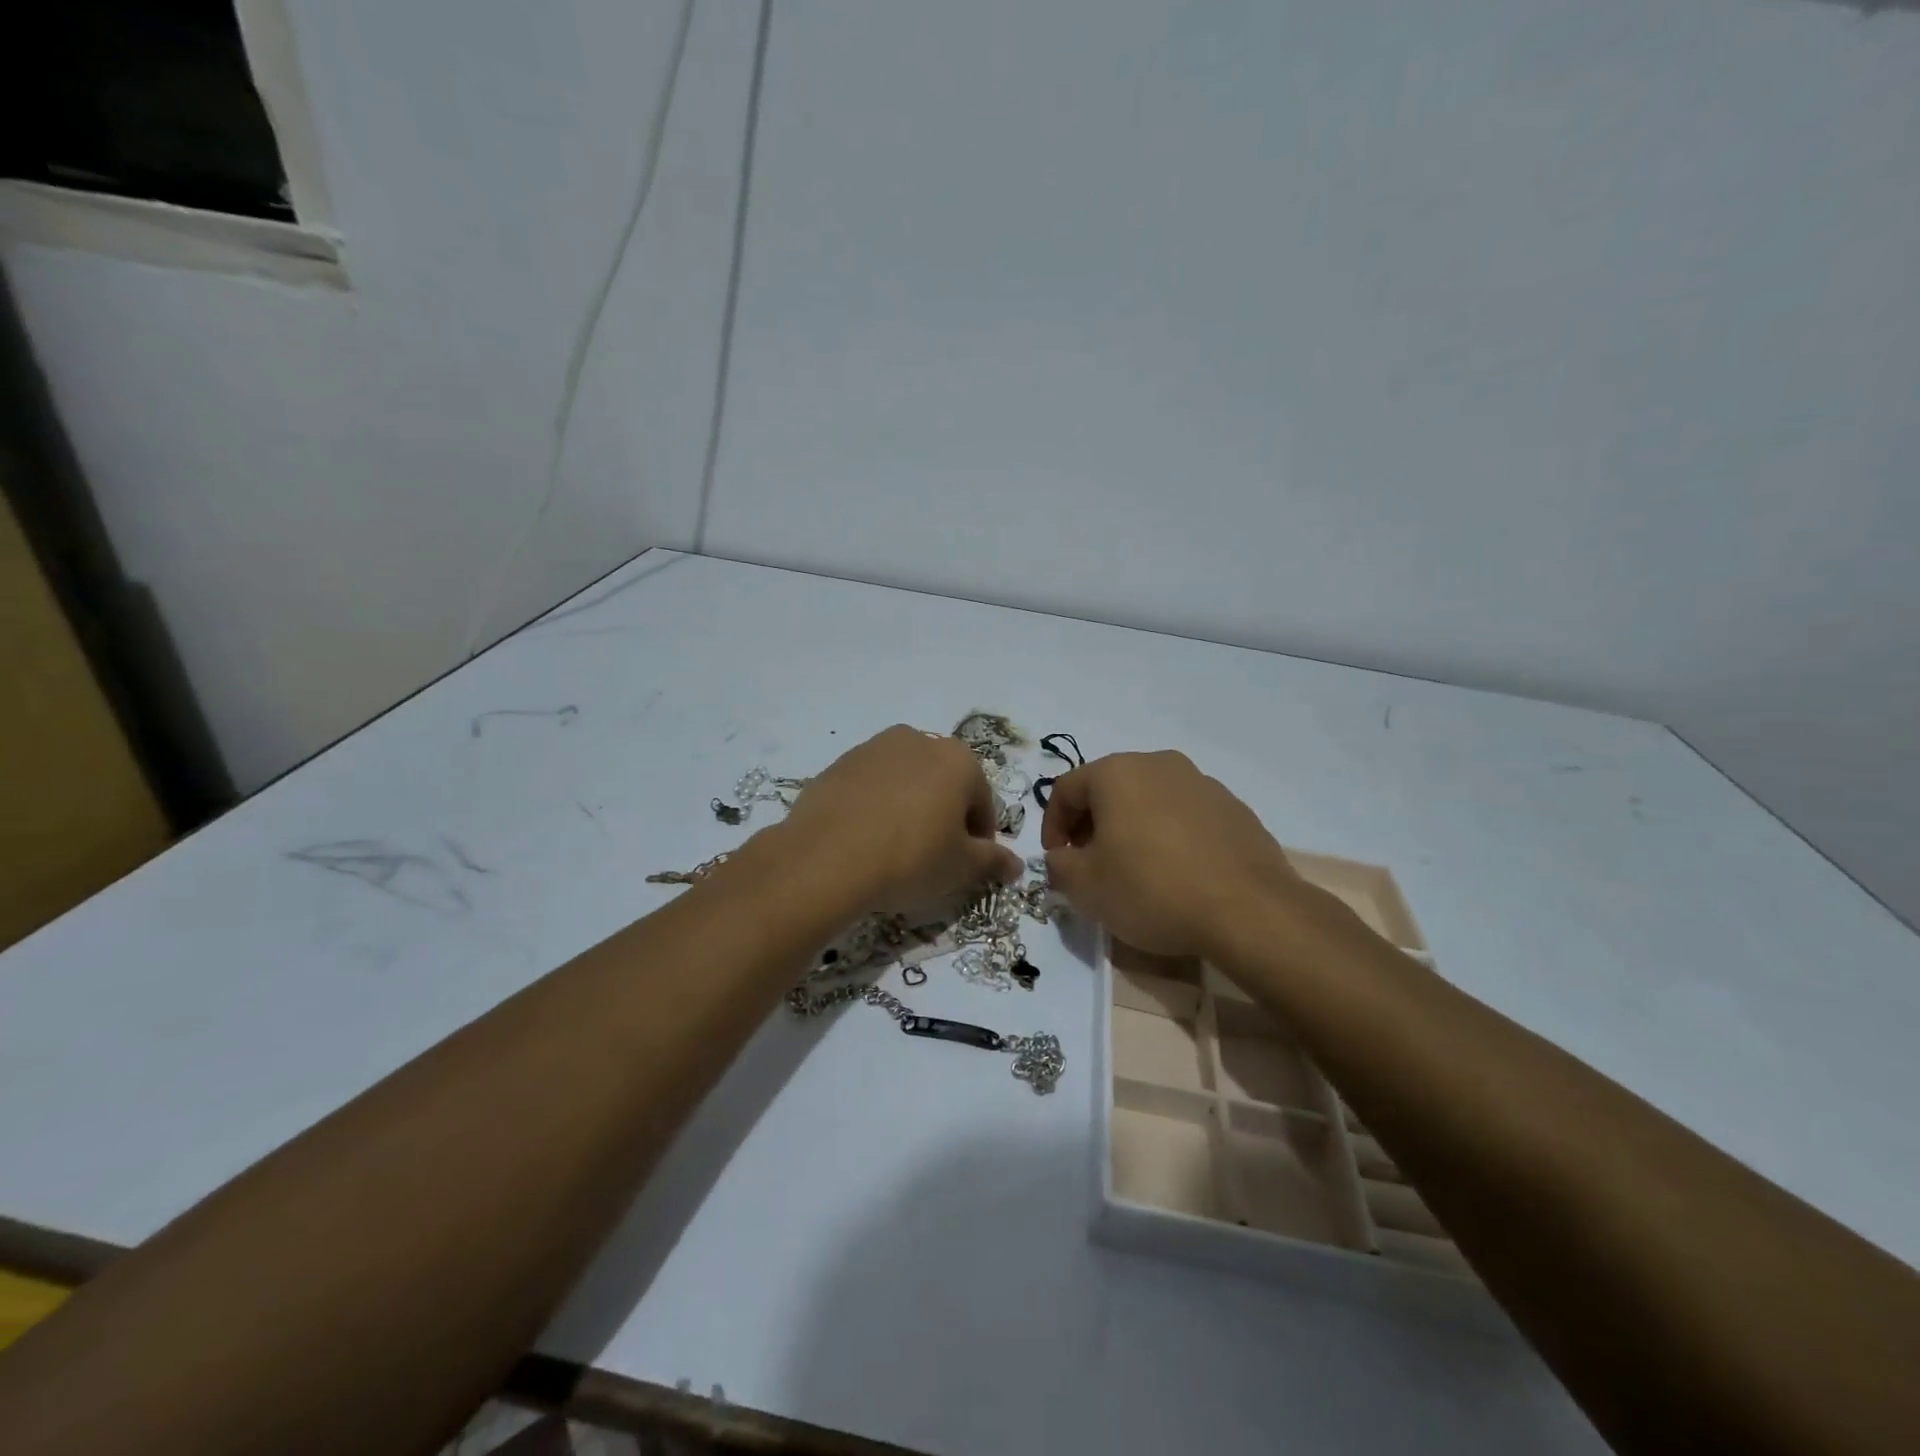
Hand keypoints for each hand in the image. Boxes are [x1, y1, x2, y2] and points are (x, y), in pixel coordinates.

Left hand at [779, 725, 1022, 912]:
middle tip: (934, 858)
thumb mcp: (962, 867)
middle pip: (945, 785)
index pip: (982, 802)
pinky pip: (871, 787)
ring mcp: (874, 748)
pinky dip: (876, 807)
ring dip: (910, 808)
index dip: (980, 839)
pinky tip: (866, 840)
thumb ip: (994, 861)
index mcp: (958, 759)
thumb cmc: (911, 858)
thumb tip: (1015, 864)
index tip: (968, 866)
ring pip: (907, 782)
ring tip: (896, 849)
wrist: (826, 858)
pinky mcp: (839, 763)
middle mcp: (919, 740)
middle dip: (945, 817)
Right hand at [1042, 751, 1308, 957]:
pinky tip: (1176, 874)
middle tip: (1090, 864)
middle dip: (1091, 824)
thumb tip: (1061, 858)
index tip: (1057, 860)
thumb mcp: (1086, 887)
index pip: (1066, 789)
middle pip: (1109, 789)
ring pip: (1149, 800)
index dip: (1052, 826)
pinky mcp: (1234, 809)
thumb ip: (1059, 866)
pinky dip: (1169, 836)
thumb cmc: (1152, 889)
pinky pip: (1185, 816)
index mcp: (1118, 772)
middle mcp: (1159, 764)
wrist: (1249, 911)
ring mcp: (1202, 783)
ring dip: (1131, 828)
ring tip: (1134, 870)